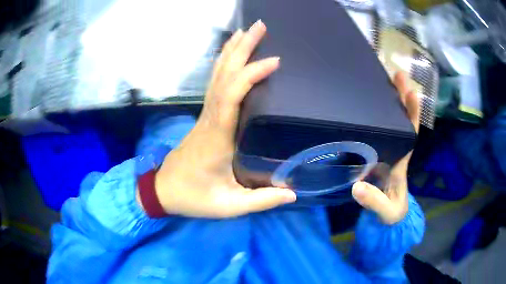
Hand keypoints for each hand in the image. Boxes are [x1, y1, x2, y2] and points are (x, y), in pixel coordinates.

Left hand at [152, 20, 296, 217]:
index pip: (231, 96)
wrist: (163, 191)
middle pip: (224, 75)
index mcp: (216, 137)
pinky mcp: (204, 117)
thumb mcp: (229, 206)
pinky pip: (215, 83)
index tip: (273, 61)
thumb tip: (293, 194)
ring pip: (217, 75)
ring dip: (231, 51)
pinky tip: (231, 55)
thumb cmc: (193, 197)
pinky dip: (224, 65)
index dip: (250, 75)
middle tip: (259, 26)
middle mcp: (209, 118)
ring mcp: (205, 115)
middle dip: (241, 48)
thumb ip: (261, 200)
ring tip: (246, 31)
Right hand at [352, 73, 419, 224]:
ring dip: (387, 102)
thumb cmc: (391, 213)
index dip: (412, 113)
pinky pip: (375, 132)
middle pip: (401, 121)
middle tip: (395, 74)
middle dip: (401, 98)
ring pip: (389, 123)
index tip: (412, 91)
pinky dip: (373, 118)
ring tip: (381, 80)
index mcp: (402, 160)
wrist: (386, 219)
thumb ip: (375, 202)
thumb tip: (358, 186)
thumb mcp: (386, 211)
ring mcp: (384, 152)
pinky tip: (363, 106)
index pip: (411, 133)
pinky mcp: (373, 156)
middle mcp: (395, 150)